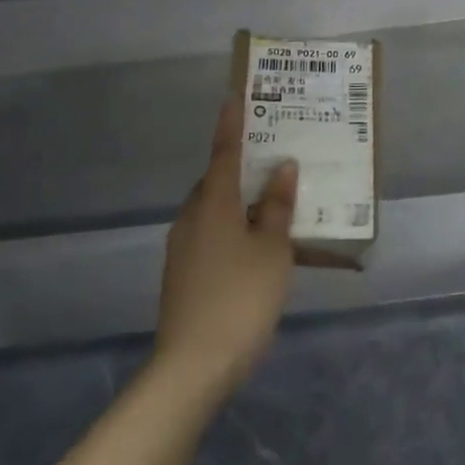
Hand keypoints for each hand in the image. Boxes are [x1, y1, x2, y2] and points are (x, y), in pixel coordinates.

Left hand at [153, 98, 297, 398]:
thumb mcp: (272, 251)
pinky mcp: (183, 274)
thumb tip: (282, 168)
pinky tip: (257, 248)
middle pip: (217, 182)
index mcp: (213, 204)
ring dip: (240, 202)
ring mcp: (183, 248)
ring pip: (215, 211)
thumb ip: (277, 207)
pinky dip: (234, 229)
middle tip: (275, 159)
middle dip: (242, 168)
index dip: (231, 125)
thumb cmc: (241, 298)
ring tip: (274, 204)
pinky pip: (212, 236)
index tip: (233, 97)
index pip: (223, 153)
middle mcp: (192, 218)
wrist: (194, 366)